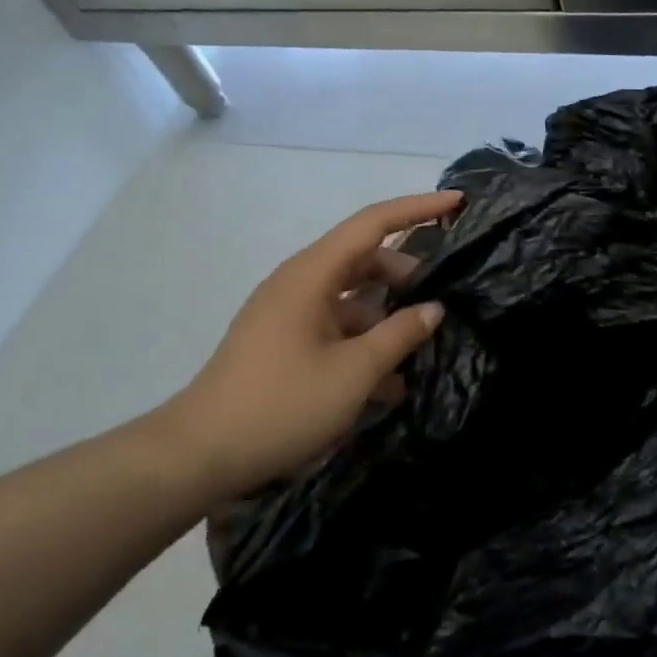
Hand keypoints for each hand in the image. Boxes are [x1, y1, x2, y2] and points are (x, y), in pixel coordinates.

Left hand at [154, 190, 462, 501]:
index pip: (373, 223)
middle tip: (446, 297)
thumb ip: (399, 335)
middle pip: (364, 260)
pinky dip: (363, 342)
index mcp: (312, 274)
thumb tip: (433, 308)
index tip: (457, 203)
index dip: (418, 208)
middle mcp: (299, 283)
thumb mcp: (353, 373)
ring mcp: (288, 313)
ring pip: (351, 298)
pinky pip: (334, 327)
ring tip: (423, 349)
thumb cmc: (281, 405)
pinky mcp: (283, 342)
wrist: (199, 454)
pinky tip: (390, 383)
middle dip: (407, 275)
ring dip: (387, 318)